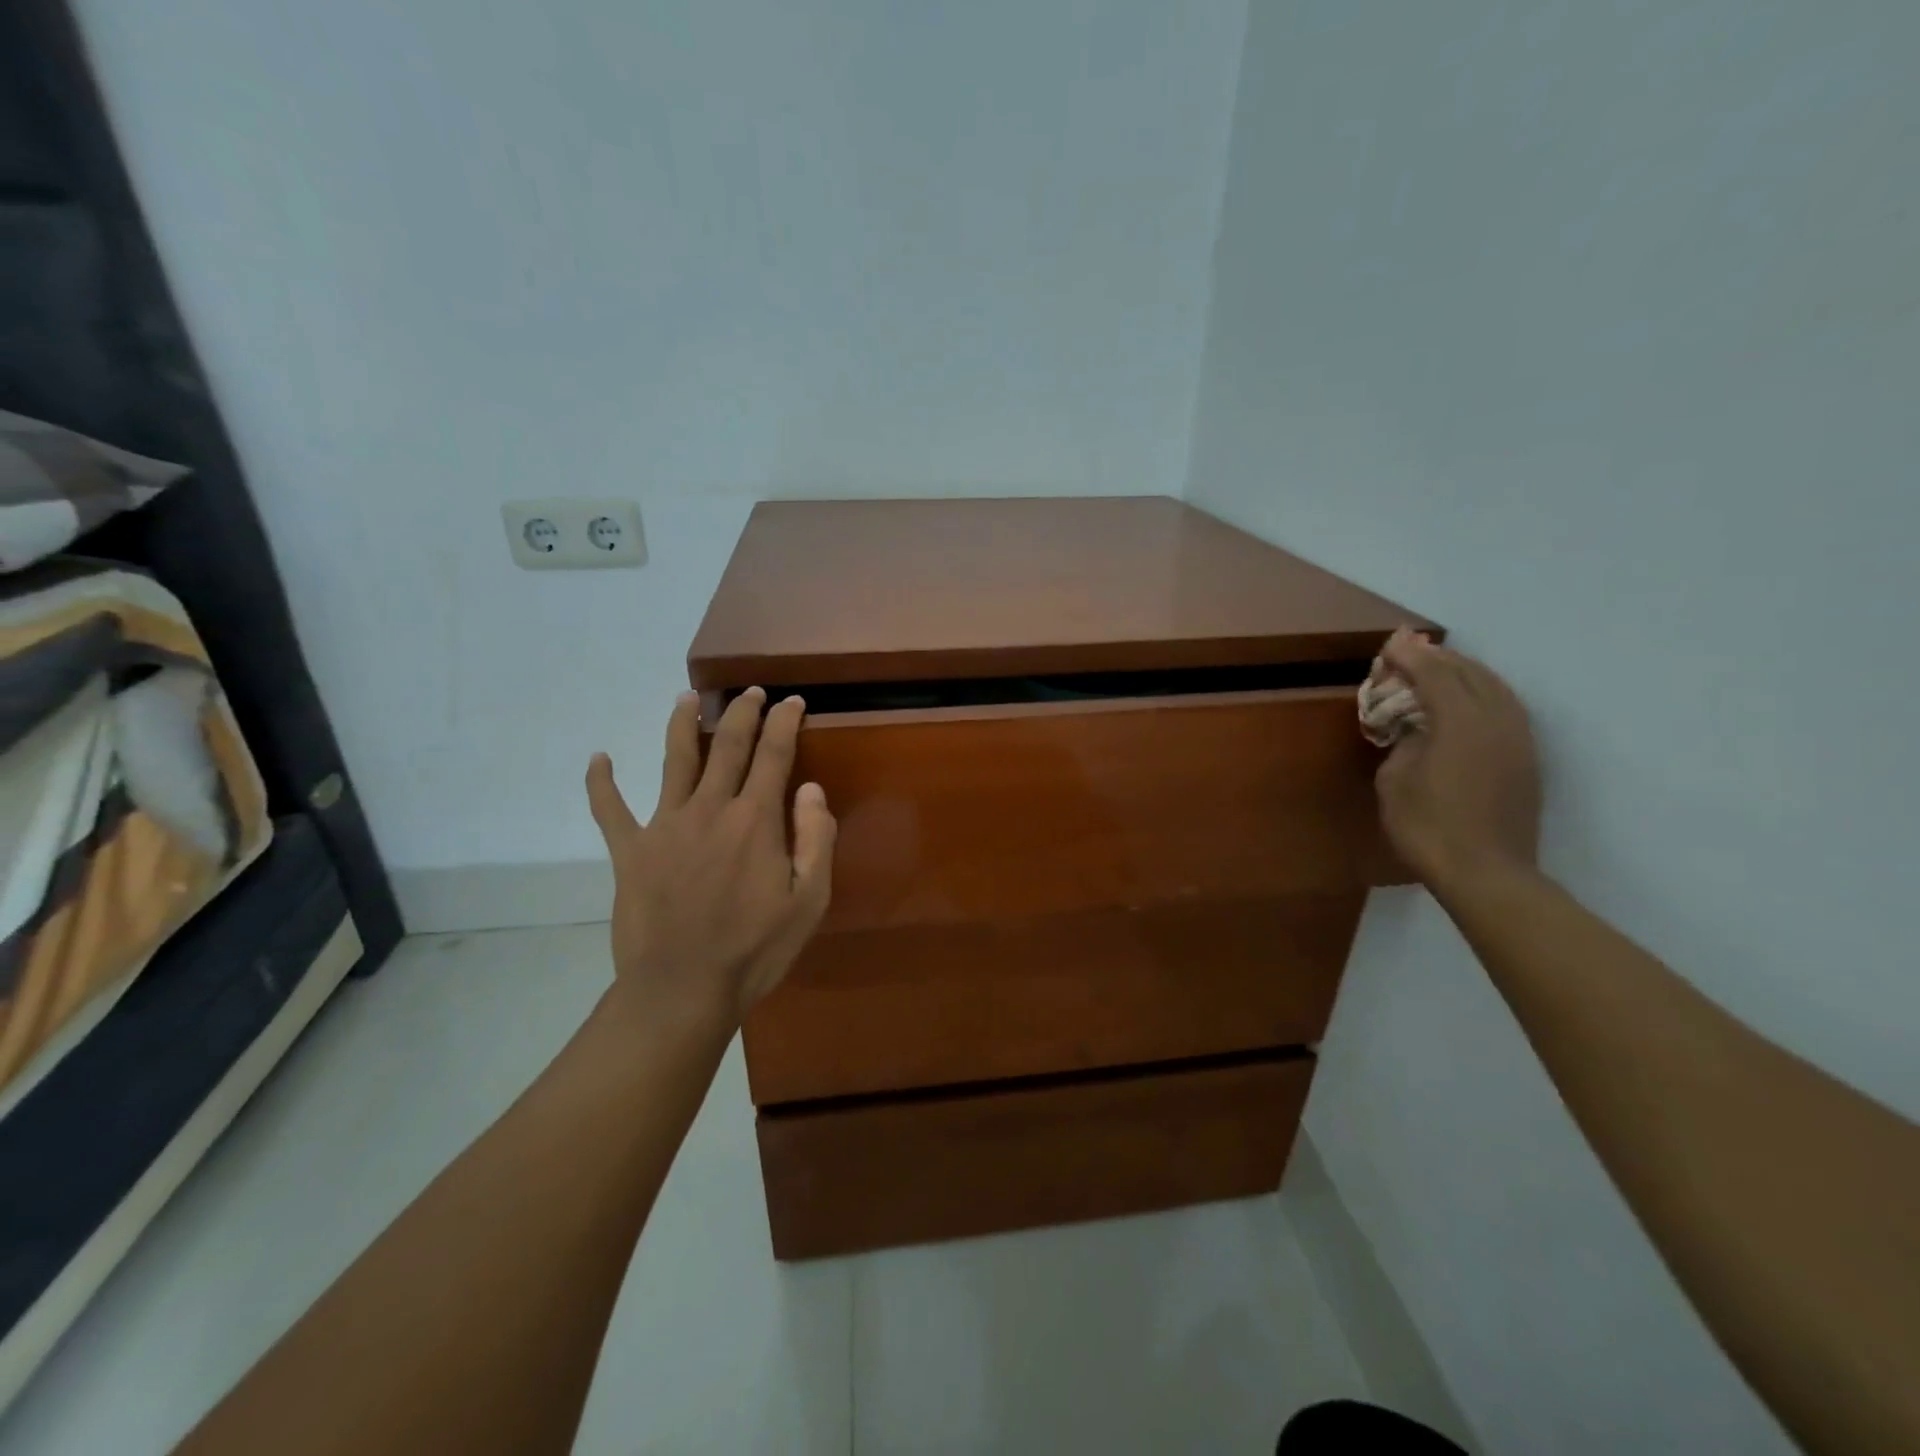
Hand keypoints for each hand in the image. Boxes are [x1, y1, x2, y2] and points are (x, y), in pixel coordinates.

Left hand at [585, 688, 836, 1028]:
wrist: (682, 989)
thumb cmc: (755, 949)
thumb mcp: (810, 901)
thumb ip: (816, 838)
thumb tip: (810, 788)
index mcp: (755, 819)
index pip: (773, 753)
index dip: (785, 722)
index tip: (792, 702)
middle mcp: (710, 808)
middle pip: (727, 745)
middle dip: (742, 712)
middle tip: (750, 691)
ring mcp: (665, 826)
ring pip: (674, 760)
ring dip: (681, 724)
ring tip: (686, 699)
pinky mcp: (630, 851)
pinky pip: (609, 809)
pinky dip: (601, 782)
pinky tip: (598, 759)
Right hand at [1374, 628, 1540, 892]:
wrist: (1486, 873)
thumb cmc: (1428, 828)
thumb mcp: (1395, 781)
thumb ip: (1406, 743)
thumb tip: (1418, 730)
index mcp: (1461, 723)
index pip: (1435, 674)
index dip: (1410, 656)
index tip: (1390, 644)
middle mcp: (1497, 721)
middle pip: (1470, 673)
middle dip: (1439, 657)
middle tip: (1410, 648)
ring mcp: (1519, 739)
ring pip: (1496, 687)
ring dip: (1465, 671)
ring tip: (1440, 667)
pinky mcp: (1527, 759)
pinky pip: (1507, 708)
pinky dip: (1483, 692)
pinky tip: (1469, 699)